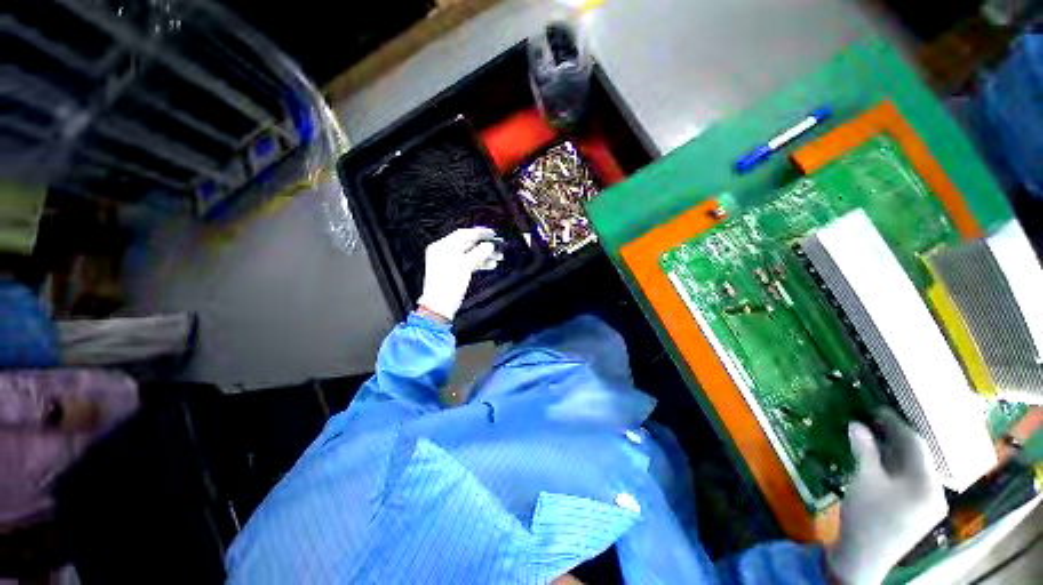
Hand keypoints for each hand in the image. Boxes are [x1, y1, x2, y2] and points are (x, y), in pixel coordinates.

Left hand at [416, 227, 502, 320]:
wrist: (440, 307)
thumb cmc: (448, 285)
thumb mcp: (465, 266)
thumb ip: (479, 253)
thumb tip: (489, 245)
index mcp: (442, 247)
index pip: (463, 234)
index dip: (479, 233)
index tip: (493, 234)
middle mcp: (444, 252)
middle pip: (467, 244)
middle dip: (484, 245)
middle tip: (499, 246)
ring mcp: (449, 263)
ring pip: (470, 254)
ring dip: (485, 255)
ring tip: (499, 257)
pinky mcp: (454, 272)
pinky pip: (469, 263)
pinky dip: (480, 263)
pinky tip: (491, 265)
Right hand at [828, 411, 947, 584]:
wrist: (864, 557)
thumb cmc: (867, 516)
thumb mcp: (864, 480)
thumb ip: (864, 450)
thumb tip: (856, 423)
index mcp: (927, 484)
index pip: (916, 445)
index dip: (896, 423)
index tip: (877, 408)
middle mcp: (935, 492)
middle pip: (917, 457)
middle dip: (895, 438)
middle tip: (873, 420)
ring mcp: (928, 504)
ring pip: (913, 469)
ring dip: (893, 452)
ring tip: (873, 438)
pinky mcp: (918, 511)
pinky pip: (910, 481)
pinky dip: (894, 468)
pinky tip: (879, 462)